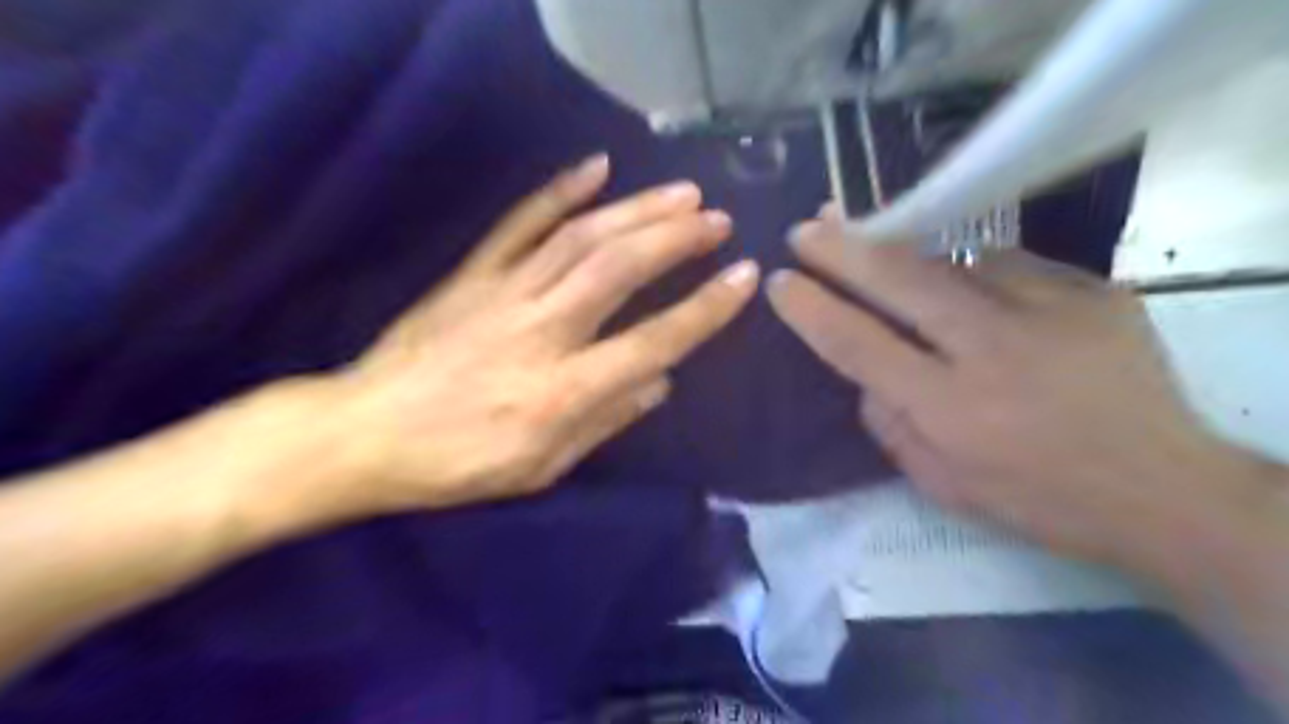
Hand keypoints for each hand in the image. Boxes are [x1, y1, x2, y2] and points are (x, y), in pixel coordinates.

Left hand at [306, 156, 755, 520]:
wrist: (366, 432)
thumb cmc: (459, 464)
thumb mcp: (542, 467)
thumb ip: (606, 421)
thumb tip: (661, 381)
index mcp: (562, 392)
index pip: (652, 342)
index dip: (704, 309)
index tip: (743, 278)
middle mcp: (541, 332)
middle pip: (619, 270)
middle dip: (676, 239)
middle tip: (717, 219)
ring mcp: (503, 294)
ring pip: (580, 237)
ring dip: (636, 209)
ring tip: (681, 193)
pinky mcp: (472, 274)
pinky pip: (519, 223)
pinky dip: (558, 190)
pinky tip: (596, 167)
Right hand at [762, 213, 1260, 568]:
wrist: (1164, 488)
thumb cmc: (1036, 498)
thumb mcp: (940, 483)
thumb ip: (888, 424)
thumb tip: (864, 372)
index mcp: (949, 407)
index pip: (858, 343)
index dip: (812, 309)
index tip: (781, 282)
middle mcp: (992, 349)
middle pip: (901, 281)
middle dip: (843, 250)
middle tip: (807, 229)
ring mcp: (1048, 310)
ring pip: (952, 260)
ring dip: (901, 247)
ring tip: (867, 233)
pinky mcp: (1091, 291)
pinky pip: (1006, 264)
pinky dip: (967, 266)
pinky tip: (954, 272)